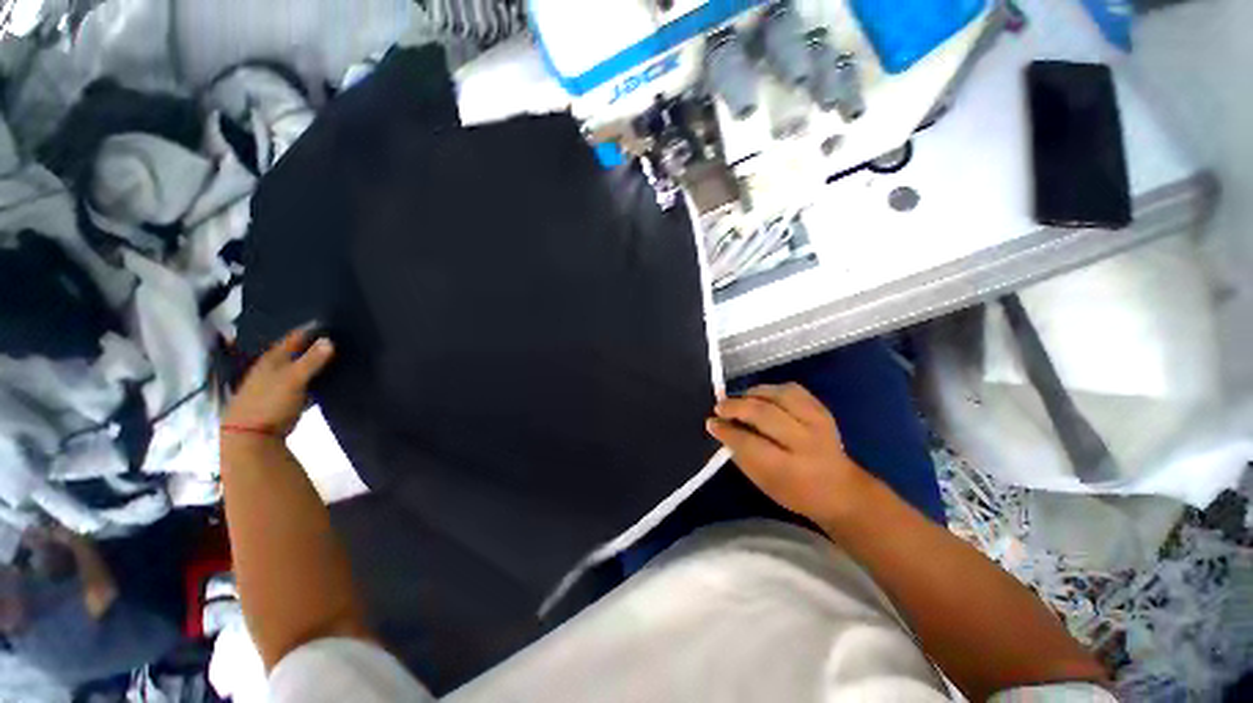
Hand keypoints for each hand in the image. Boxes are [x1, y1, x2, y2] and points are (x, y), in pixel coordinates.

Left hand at [223, 325, 334, 437]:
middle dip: (316, 345)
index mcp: (273, 358)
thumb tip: (330, 340)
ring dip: (316, 363)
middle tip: (340, 339)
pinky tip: (328, 379)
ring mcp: (278, 384)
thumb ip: (311, 360)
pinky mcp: (284, 399)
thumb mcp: (293, 379)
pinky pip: (304, 383)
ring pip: (301, 367)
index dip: (312, 329)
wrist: (251, 436)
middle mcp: (274, 367)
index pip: (295, 337)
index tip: (333, 324)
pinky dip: (315, 379)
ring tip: (339, 357)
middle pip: (298, 351)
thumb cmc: (269, 402)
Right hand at [706, 383, 874, 525]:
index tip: (711, 423)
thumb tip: (720, 428)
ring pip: (779, 395)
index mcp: (788, 469)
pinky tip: (762, 396)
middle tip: (720, 406)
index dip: (726, 431)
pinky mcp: (823, 410)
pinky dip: (773, 389)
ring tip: (740, 399)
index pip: (749, 443)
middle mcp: (805, 442)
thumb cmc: (796, 492)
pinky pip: (794, 389)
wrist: (842, 490)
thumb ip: (741, 454)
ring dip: (753, 393)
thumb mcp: (763, 483)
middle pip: (764, 413)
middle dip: (736, 406)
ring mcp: (817, 422)